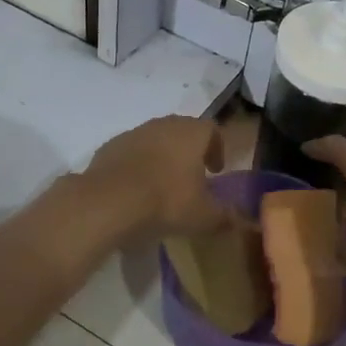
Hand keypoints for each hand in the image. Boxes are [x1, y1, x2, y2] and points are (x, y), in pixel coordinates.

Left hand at [80, 116, 229, 244]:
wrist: (108, 201)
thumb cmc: (166, 201)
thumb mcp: (203, 217)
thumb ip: (224, 217)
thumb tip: (237, 220)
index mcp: (192, 133)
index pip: (212, 130)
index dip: (217, 148)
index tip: (216, 170)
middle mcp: (164, 125)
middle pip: (182, 131)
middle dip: (189, 151)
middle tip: (192, 176)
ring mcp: (134, 133)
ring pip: (155, 140)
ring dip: (162, 157)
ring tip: (162, 185)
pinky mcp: (109, 147)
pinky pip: (130, 153)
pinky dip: (137, 165)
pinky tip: (135, 190)